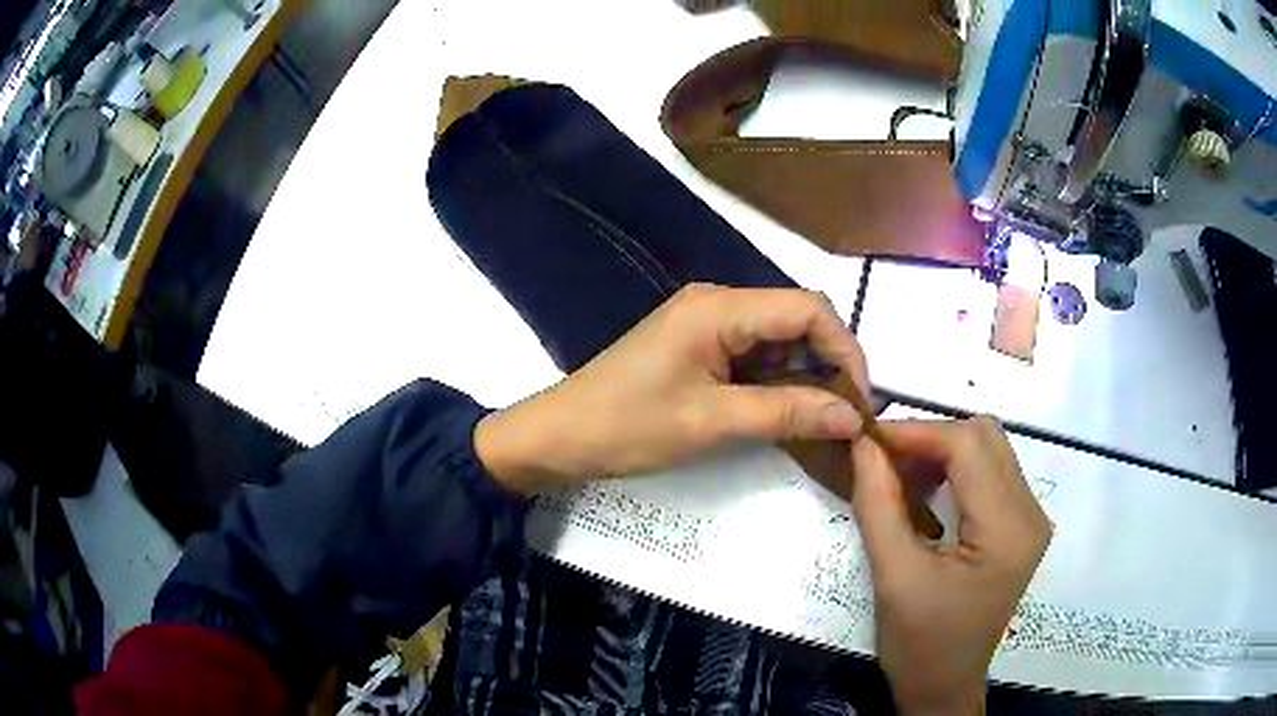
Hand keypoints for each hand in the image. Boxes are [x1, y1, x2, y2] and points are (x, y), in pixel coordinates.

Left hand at [475, 284, 869, 491]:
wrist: (560, 436)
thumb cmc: (628, 426)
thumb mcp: (712, 422)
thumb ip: (788, 413)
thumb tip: (853, 417)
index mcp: (720, 308)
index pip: (808, 308)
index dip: (846, 349)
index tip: (861, 401)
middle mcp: (718, 303)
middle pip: (797, 320)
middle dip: (828, 365)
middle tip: (845, 417)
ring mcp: (706, 324)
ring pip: (778, 340)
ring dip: (804, 377)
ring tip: (820, 421)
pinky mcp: (698, 347)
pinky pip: (753, 356)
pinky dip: (776, 382)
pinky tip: (785, 413)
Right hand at [851, 418, 1051, 715]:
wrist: (944, 687)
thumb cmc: (918, 644)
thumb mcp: (892, 576)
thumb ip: (878, 503)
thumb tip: (862, 443)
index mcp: (1007, 530)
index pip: (968, 446)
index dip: (916, 432)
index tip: (868, 439)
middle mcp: (1031, 513)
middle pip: (985, 437)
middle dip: (930, 437)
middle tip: (883, 459)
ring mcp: (1031, 518)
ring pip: (989, 449)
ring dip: (943, 451)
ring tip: (900, 475)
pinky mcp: (1021, 526)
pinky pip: (992, 472)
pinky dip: (955, 470)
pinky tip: (927, 491)